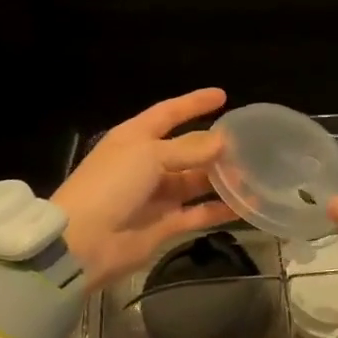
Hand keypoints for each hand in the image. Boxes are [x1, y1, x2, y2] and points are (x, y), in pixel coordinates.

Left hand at [53, 88, 236, 288]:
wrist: (84, 241)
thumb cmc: (111, 185)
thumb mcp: (148, 155)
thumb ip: (188, 148)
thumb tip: (222, 141)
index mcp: (135, 139)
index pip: (168, 113)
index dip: (193, 103)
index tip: (222, 96)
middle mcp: (146, 164)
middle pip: (187, 150)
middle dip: (214, 147)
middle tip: (248, 144)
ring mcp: (156, 196)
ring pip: (195, 182)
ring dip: (221, 178)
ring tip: (252, 174)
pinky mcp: (165, 224)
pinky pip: (199, 213)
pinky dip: (220, 209)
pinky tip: (246, 204)